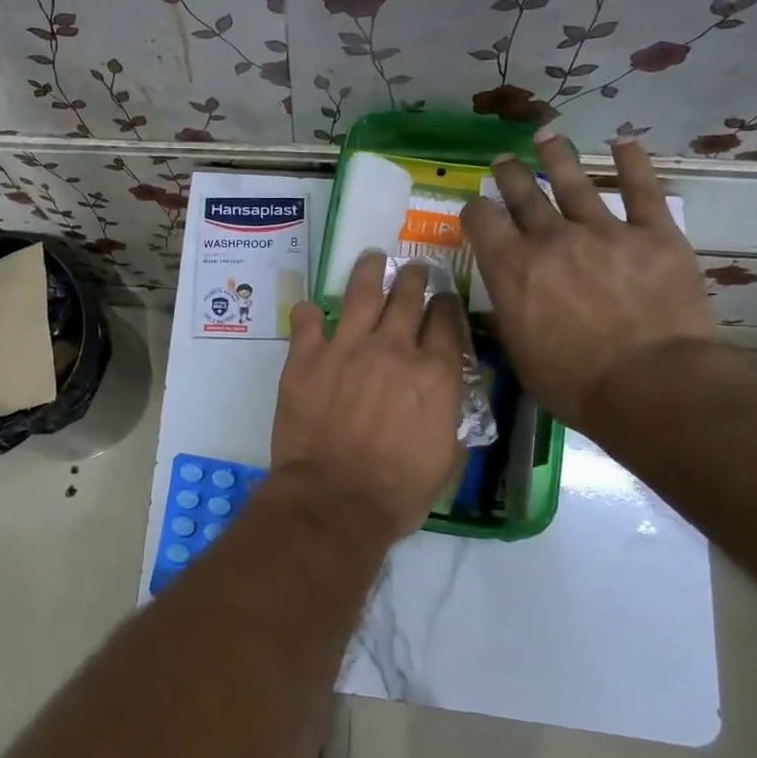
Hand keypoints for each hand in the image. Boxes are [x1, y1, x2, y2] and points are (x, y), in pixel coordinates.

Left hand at [271, 255, 466, 545]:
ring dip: (369, 270)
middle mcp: (393, 348)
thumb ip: (450, 410)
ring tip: (371, 258)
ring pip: (361, 291)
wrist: (335, 499)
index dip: (445, 304)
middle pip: (407, 295)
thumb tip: (447, 386)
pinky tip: (311, 309)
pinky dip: (309, 311)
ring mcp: (345, 347)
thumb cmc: (399, 490)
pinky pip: (306, 319)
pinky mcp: (306, 357)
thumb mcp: (447, 455)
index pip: (446, 319)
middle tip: (412, 269)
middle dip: (413, 276)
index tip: (442, 299)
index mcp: (433, 371)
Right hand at [460, 132, 715, 428]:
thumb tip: (504, 301)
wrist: (653, 386)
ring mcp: (604, 231)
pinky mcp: (654, 235)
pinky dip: (633, 164)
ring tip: (546, 136)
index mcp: (511, 267)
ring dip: (556, 156)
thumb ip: (508, 315)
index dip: (474, 210)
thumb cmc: (575, 383)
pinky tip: (625, 143)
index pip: (480, 219)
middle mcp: (550, 238)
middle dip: (509, 174)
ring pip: (574, 182)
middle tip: (503, 161)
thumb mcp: (520, 353)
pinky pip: (642, 191)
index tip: (476, 210)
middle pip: (523, 193)